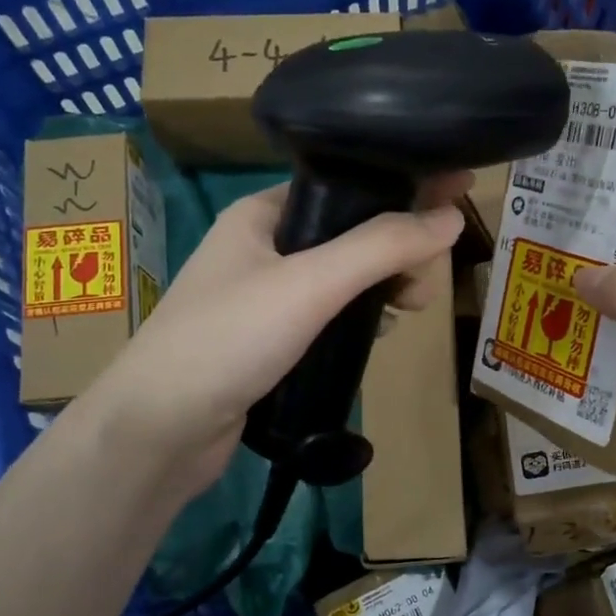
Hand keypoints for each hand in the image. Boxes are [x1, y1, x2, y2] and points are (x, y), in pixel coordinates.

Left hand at [71, 174, 471, 506]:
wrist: (159, 430)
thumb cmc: (228, 339)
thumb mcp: (310, 284)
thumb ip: (380, 247)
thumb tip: (452, 217)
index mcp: (263, 215)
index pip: (344, 185)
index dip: (400, 187)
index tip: (455, 192)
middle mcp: (263, 248)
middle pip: (350, 234)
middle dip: (396, 250)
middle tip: (424, 285)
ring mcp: (264, 298)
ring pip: (342, 279)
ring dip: (382, 286)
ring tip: (412, 307)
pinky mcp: (271, 343)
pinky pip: (329, 317)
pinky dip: (360, 319)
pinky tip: (381, 332)